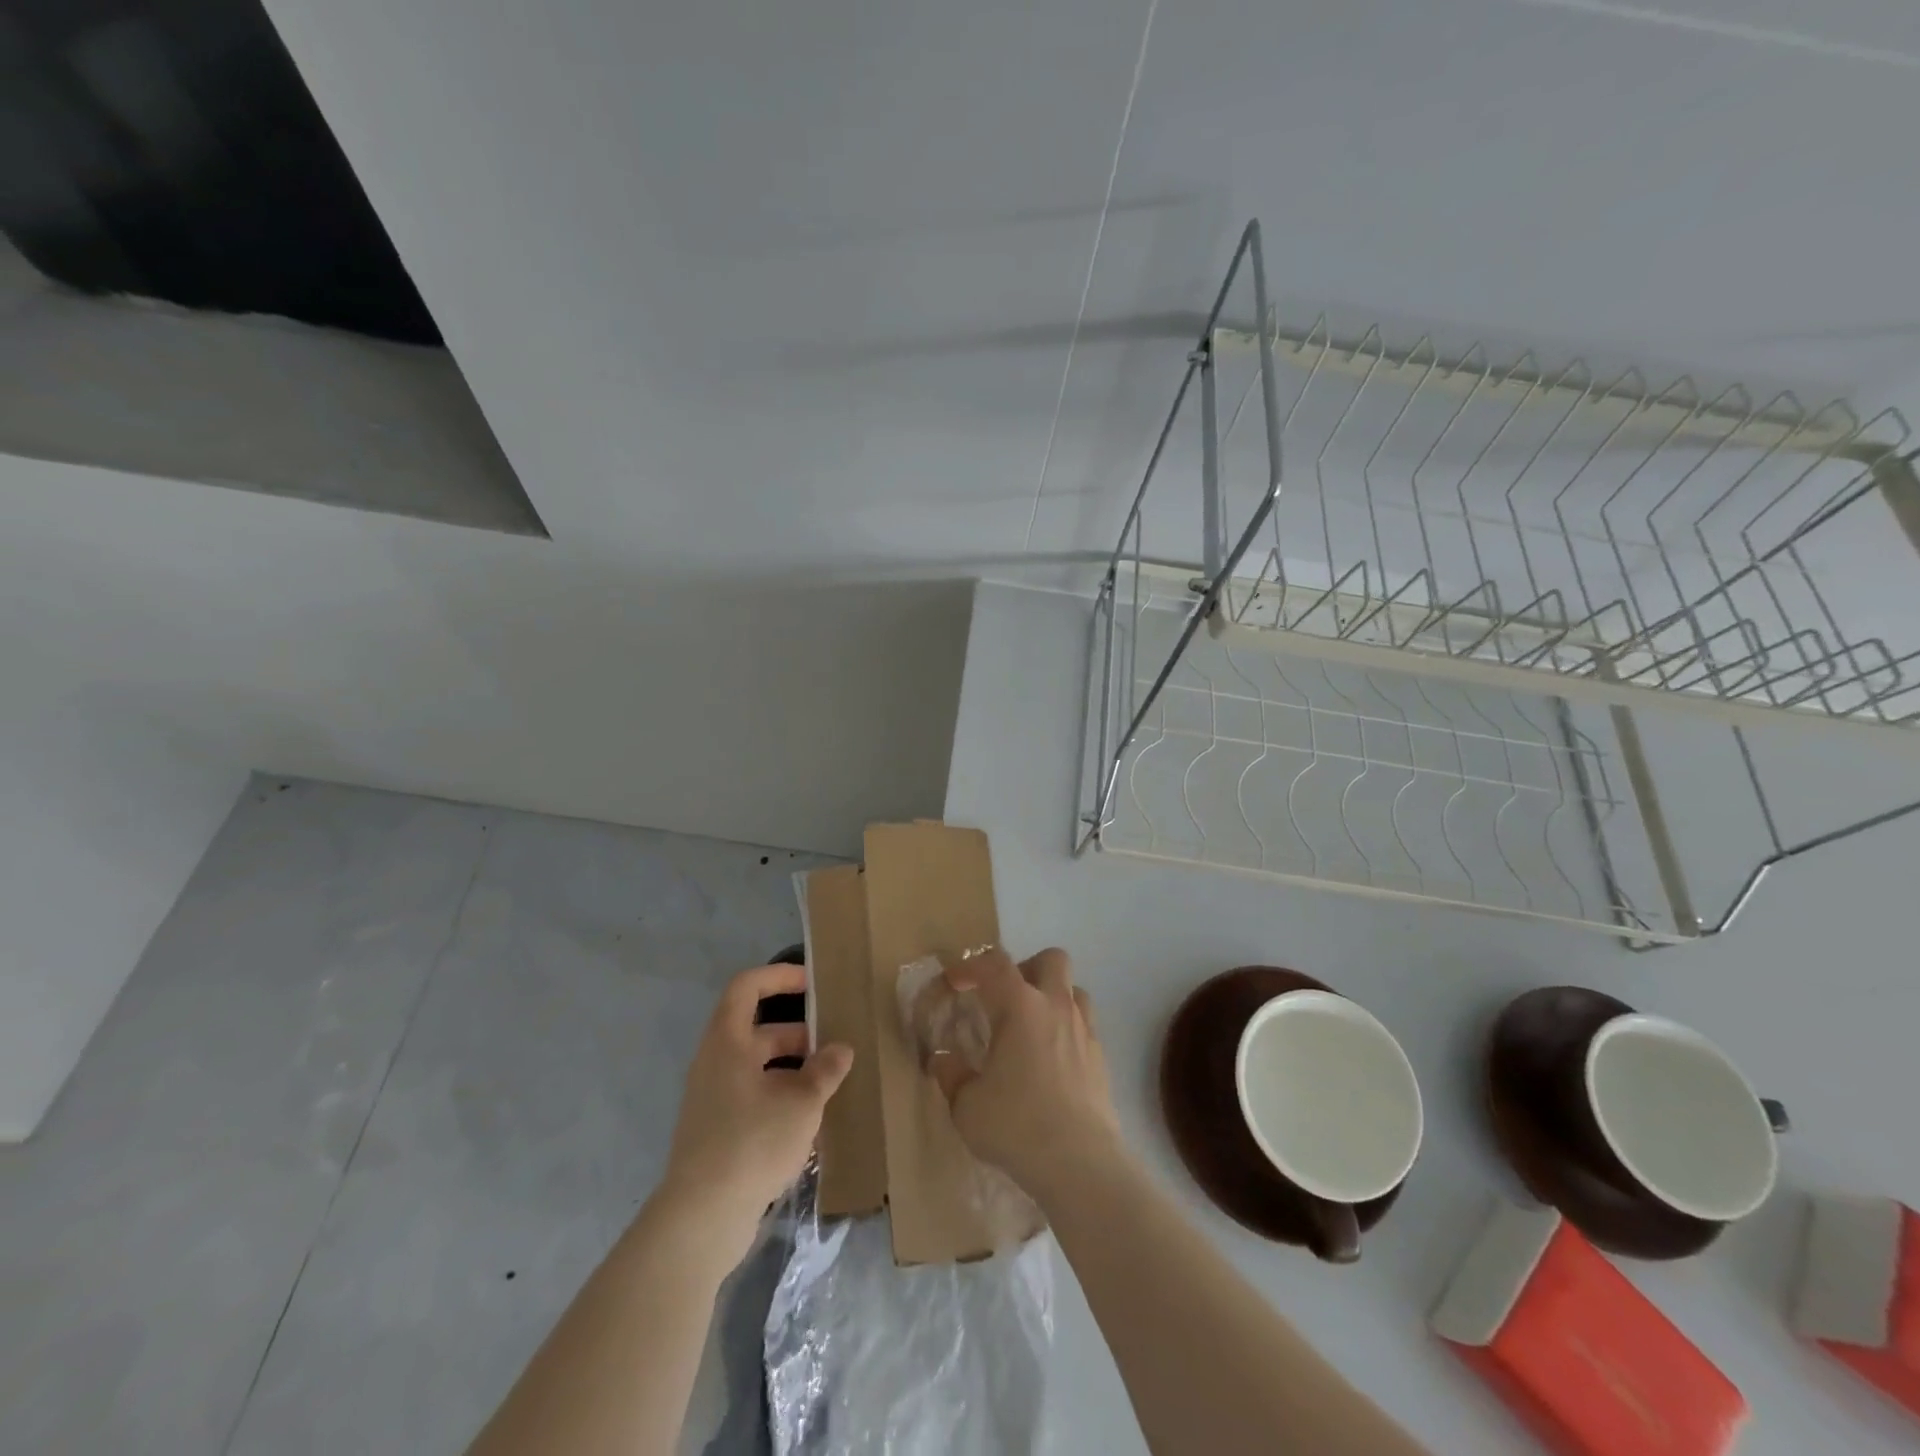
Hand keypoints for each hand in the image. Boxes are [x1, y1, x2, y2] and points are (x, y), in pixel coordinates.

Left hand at [660, 963, 852, 1255]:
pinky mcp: (716, 1134)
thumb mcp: (801, 1102)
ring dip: (792, 1072)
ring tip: (829, 1087)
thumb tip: (841, 1050)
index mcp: (727, 1042)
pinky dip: (780, 1100)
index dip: (778, 977)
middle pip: (757, 1032)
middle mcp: (715, 1064)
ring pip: (757, 1070)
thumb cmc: (752, 1141)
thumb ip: (824, 1070)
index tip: (812, 984)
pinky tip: (809, 1125)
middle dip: (798, 1036)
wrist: (702, 1217)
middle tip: (833, 1048)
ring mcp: (712, 1101)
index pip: (746, 988)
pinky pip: (752, 1100)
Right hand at [928, 947, 1121, 1204]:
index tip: (954, 983)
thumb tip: (942, 1060)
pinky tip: (1051, 1060)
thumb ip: (952, 1075)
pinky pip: (1084, 1024)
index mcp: (1020, 1006)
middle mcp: (1056, 1006)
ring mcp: (1084, 1029)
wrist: (1080, 1163)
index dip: (970, 966)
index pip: (994, 964)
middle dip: (1026, 968)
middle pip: (1050, 959)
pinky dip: (1067, 1029)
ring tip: (1031, 1026)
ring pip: (1073, 989)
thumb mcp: (967, 1105)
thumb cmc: (1017, 1126)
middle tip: (1004, 998)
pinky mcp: (1101, 1057)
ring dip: (1052, 996)